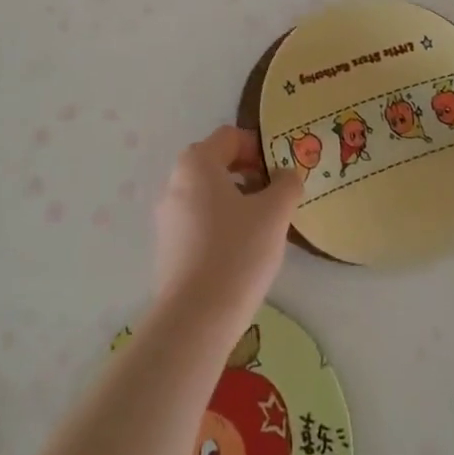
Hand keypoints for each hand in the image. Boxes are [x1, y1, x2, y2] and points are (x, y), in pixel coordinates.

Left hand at [152, 127, 303, 325]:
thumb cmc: (237, 252)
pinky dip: (220, 223)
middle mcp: (175, 182)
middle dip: (248, 173)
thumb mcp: (274, 213)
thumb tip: (285, 175)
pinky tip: (240, 250)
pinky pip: (198, 220)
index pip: (230, 137)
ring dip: (235, 199)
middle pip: (216, 163)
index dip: (258, 147)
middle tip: (275, 196)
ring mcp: (167, 216)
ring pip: (207, 193)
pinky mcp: (167, 246)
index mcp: (197, 163)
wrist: (196, 318)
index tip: (280, 171)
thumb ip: (286, 184)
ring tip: (262, 226)